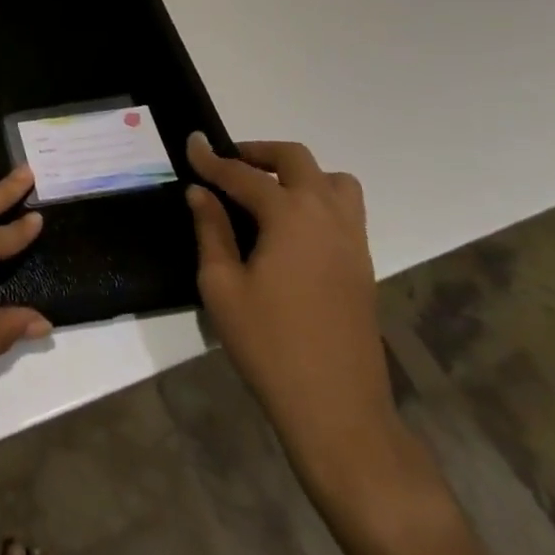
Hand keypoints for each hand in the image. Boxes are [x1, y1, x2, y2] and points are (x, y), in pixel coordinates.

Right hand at [184, 136, 403, 498]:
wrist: (338, 410)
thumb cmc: (269, 344)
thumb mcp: (222, 285)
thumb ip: (211, 230)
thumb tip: (201, 193)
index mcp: (290, 217)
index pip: (244, 174)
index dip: (212, 159)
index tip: (190, 144)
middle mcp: (327, 217)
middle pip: (297, 160)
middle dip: (259, 153)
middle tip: (227, 164)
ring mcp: (352, 241)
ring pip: (333, 181)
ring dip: (298, 174)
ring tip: (265, 192)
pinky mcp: (363, 266)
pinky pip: (344, 211)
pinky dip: (316, 200)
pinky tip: (288, 228)